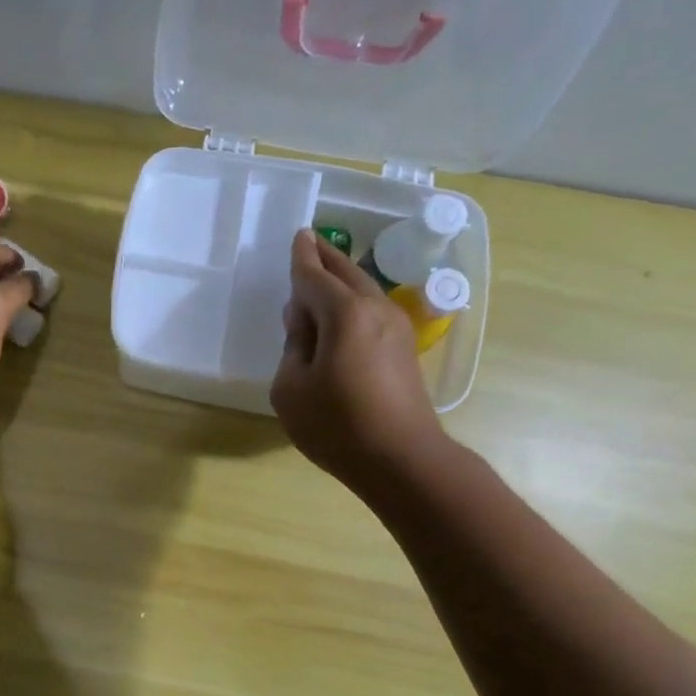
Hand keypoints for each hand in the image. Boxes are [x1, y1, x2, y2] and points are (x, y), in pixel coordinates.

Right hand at [271, 229, 447, 490]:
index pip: (315, 276)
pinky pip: (372, 309)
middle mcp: (375, 310)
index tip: (299, 237)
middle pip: (347, 273)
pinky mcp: (404, 348)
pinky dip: (353, 300)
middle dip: (327, 257)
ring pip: (364, 289)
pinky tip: (341, 311)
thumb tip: (303, 322)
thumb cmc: (337, 425)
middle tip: (311, 243)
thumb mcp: (291, 388)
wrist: (401, 458)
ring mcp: (396, 327)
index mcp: (344, 314)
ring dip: (342, 278)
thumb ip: (293, 346)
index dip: (302, 258)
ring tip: (322, 273)